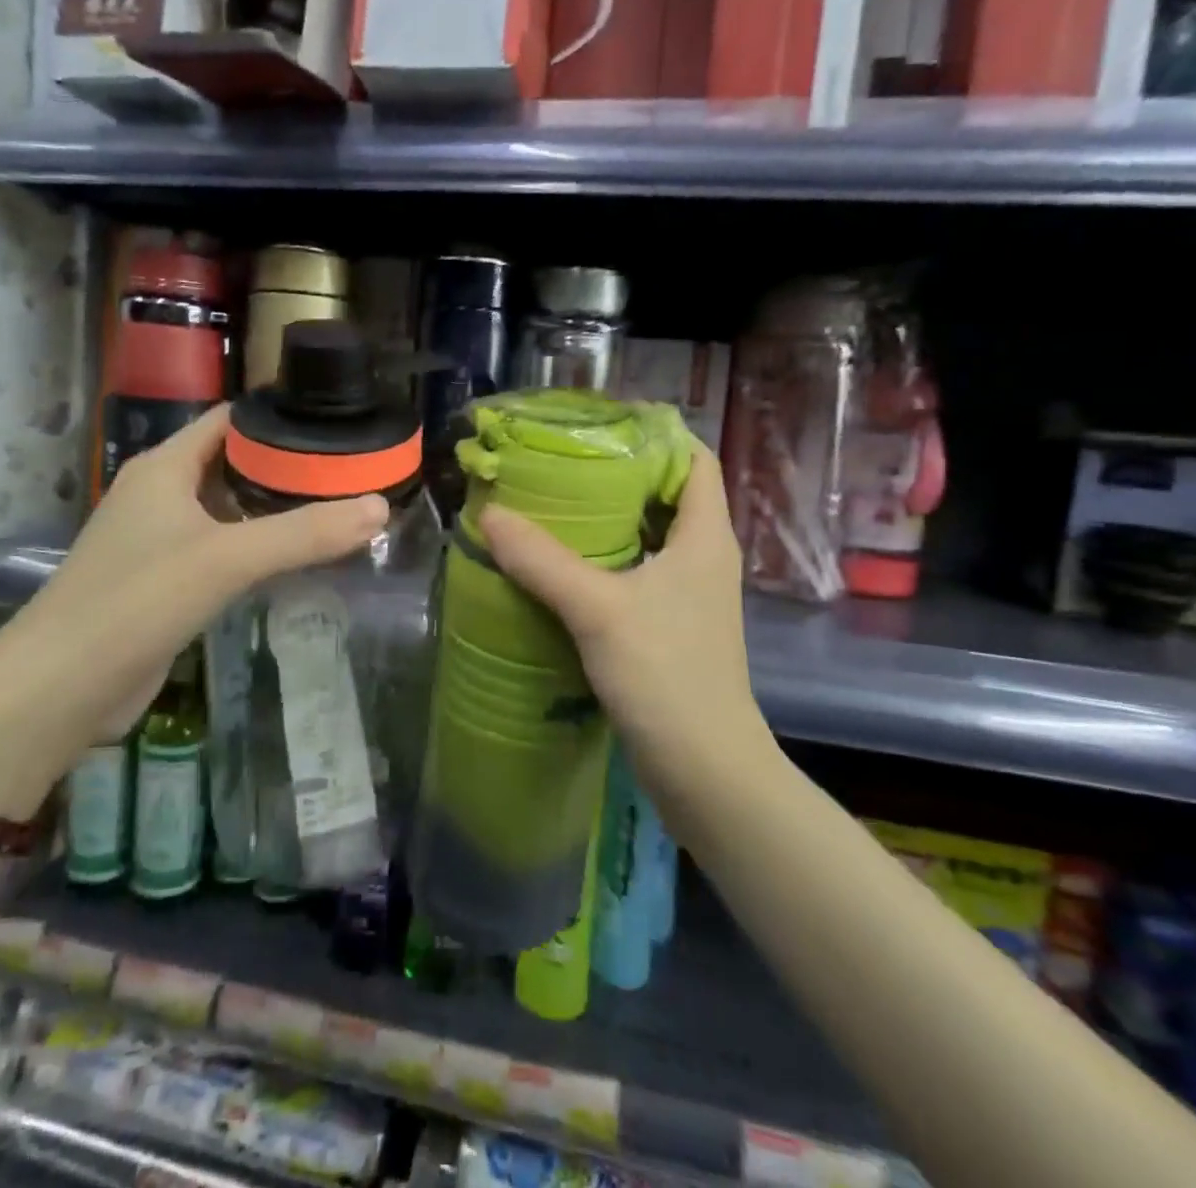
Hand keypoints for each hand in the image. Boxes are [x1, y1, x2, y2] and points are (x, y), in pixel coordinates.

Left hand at [0, 406, 386, 752]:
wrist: (61, 688)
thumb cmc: (137, 600)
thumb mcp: (228, 558)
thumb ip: (305, 533)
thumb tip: (379, 508)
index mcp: (165, 467)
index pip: (229, 420)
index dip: (278, 417)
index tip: (335, 424)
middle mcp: (161, 494)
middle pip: (233, 463)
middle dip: (287, 467)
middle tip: (349, 472)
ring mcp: (161, 539)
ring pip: (229, 510)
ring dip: (274, 509)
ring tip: (336, 508)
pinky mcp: (166, 582)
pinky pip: (222, 549)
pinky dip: (258, 547)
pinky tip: (295, 558)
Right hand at [476, 440, 770, 793]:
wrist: (705, 768)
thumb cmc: (666, 675)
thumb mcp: (599, 610)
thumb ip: (544, 561)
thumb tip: (490, 516)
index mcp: (705, 536)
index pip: (696, 460)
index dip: (658, 434)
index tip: (602, 426)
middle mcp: (704, 557)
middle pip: (668, 494)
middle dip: (620, 474)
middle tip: (563, 462)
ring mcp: (689, 594)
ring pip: (650, 536)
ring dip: (610, 519)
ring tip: (555, 504)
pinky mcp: (670, 626)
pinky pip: (638, 572)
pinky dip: (606, 559)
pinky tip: (563, 565)